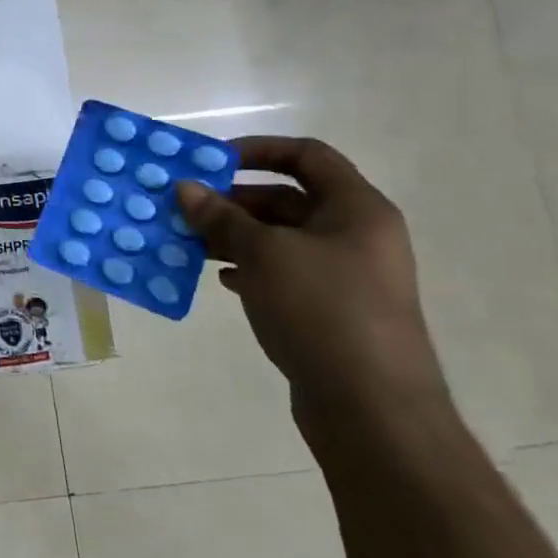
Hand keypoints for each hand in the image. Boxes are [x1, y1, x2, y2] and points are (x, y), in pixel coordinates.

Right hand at [175, 136, 449, 430]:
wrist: (372, 407)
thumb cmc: (322, 311)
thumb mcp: (263, 254)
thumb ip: (221, 217)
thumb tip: (184, 188)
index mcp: (356, 210)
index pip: (307, 156)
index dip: (258, 150)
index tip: (210, 162)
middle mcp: (356, 236)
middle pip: (288, 198)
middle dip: (233, 200)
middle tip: (185, 208)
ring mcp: (345, 276)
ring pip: (280, 239)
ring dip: (233, 236)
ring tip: (188, 243)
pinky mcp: (330, 310)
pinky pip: (282, 273)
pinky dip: (248, 268)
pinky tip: (219, 278)